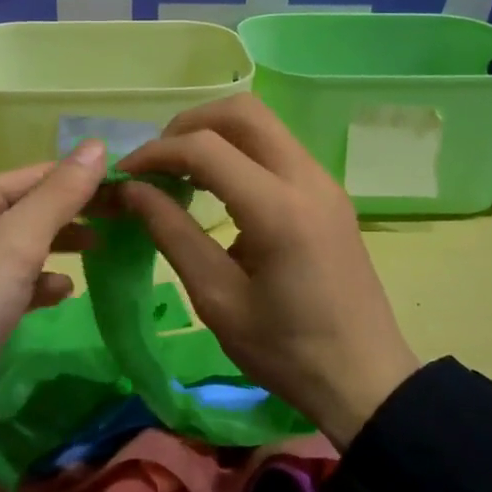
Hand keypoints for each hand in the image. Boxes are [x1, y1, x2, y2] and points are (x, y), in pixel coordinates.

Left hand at [0, 140, 105, 457]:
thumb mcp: (18, 239)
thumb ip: (61, 192)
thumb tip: (97, 144)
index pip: (37, 174)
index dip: (83, 178)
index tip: (131, 186)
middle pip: (32, 207)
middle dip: (76, 212)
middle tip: (126, 217)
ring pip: (26, 245)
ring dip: (62, 245)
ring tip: (101, 249)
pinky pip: (17, 283)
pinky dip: (42, 283)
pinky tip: (63, 292)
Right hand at [118, 96, 418, 449]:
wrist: (366, 379)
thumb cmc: (287, 351)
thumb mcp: (218, 299)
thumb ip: (172, 234)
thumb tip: (133, 190)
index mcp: (278, 209)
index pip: (205, 148)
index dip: (156, 153)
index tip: (125, 176)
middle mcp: (306, 178)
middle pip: (241, 112)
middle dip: (188, 126)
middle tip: (156, 164)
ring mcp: (323, 181)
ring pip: (262, 124)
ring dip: (214, 134)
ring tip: (179, 174)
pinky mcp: (328, 192)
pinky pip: (277, 148)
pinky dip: (239, 151)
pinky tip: (217, 188)